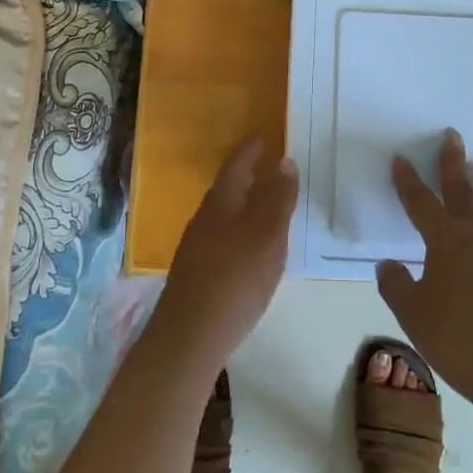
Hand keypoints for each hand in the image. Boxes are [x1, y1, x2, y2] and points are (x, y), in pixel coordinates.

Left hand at [152, 136, 297, 375]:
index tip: (267, 135)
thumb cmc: (235, 278)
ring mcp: (197, 245)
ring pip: (225, 213)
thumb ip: (278, 198)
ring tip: (269, 206)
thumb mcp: (267, 235)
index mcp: (221, 200)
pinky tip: (252, 248)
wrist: (189, 336)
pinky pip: (223, 236)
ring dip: (246, 203)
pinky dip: (241, 229)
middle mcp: (205, 216)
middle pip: (229, 186)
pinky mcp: (197, 272)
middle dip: (250, 174)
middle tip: (273, 167)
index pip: (237, 162)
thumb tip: (284, 160)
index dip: (253, 148)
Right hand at [377, 130, 472, 413]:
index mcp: (446, 241)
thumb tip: (387, 266)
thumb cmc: (460, 339)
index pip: (421, 203)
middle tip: (454, 136)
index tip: (401, 158)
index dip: (408, 181)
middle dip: (455, 164)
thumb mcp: (413, 315)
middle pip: (464, 194)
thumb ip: (396, 286)